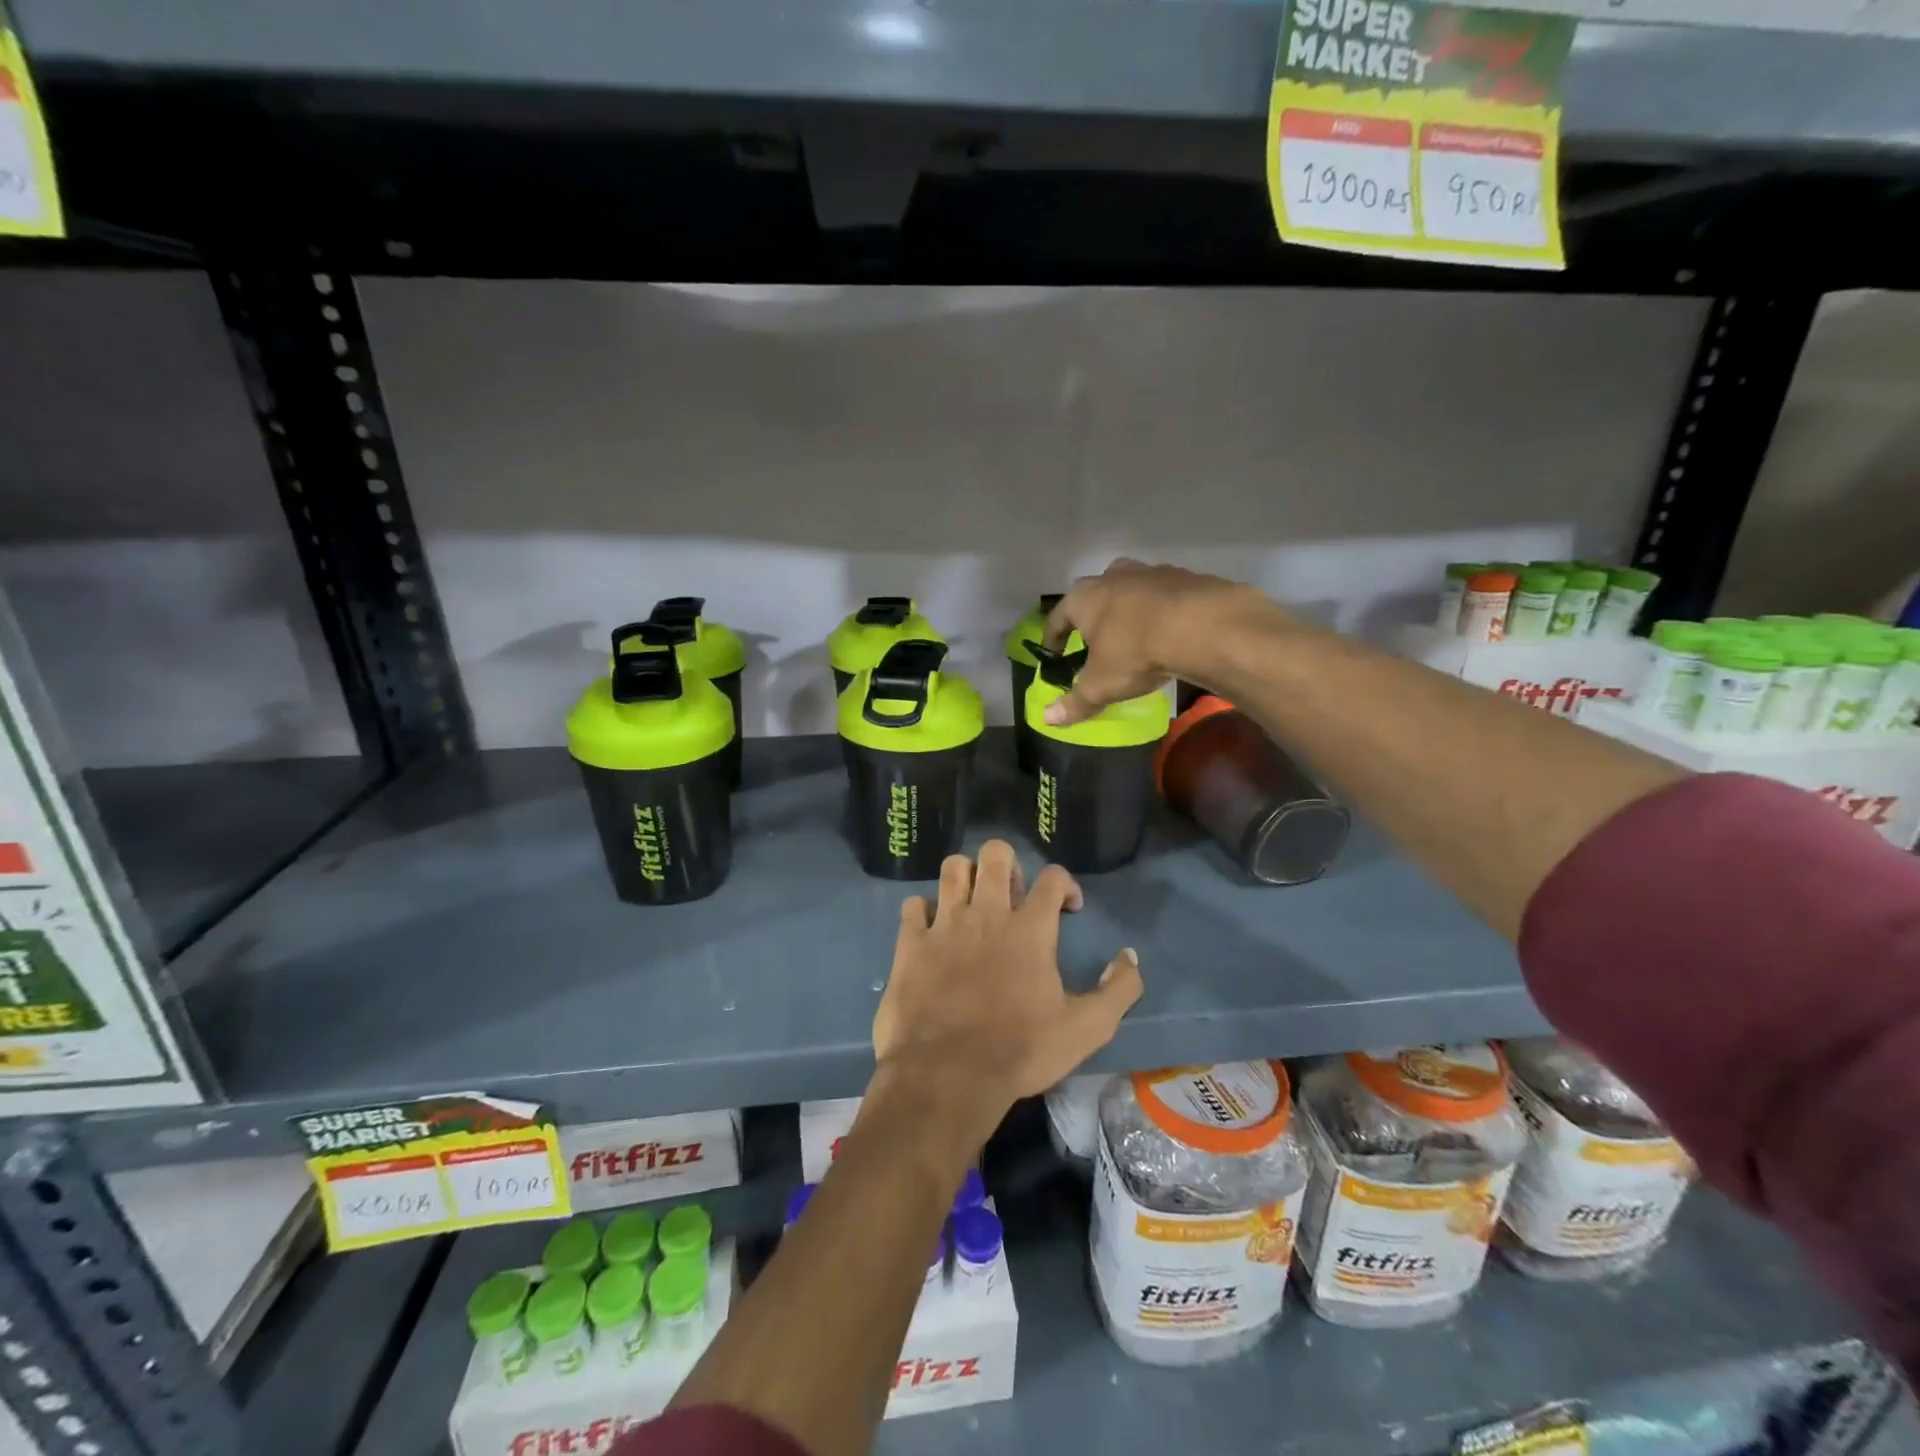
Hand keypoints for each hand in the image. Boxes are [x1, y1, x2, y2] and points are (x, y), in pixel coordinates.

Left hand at [871, 842, 1141, 1150]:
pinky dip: (924, 911)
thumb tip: (1129, 957)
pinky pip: (913, 905)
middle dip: (1007, 864)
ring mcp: (945, 925)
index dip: (1065, 884)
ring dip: (966, 877)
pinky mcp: (911, 943)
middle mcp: (986, 913)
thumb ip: (1118, 991)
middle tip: (1011, 896)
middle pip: (995, 854)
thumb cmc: (1020, 1051)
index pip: (1052, 877)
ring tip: (973, 903)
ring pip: (953, 868)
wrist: (947, 1076)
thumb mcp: (1086, 1029)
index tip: (1068, 907)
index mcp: (1030, 929)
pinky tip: (932, 929)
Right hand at [1043, 559, 1279, 726]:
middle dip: (1092, 618)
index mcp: (1083, 598)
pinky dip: (1161, 610)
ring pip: (1130, 590)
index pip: (1057, 618)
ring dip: (1128, 609)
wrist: (1202, 625)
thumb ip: (1074, 702)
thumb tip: (1048, 719)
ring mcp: (1149, 572)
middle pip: (1094, 596)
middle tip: (1095, 641)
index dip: (1054, 638)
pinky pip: (1164, 595)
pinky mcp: (1184, 576)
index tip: (1054, 653)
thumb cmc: (1136, 652)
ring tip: (1134, 634)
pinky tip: (1169, 630)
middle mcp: (1112, 577)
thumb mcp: (1101, 685)